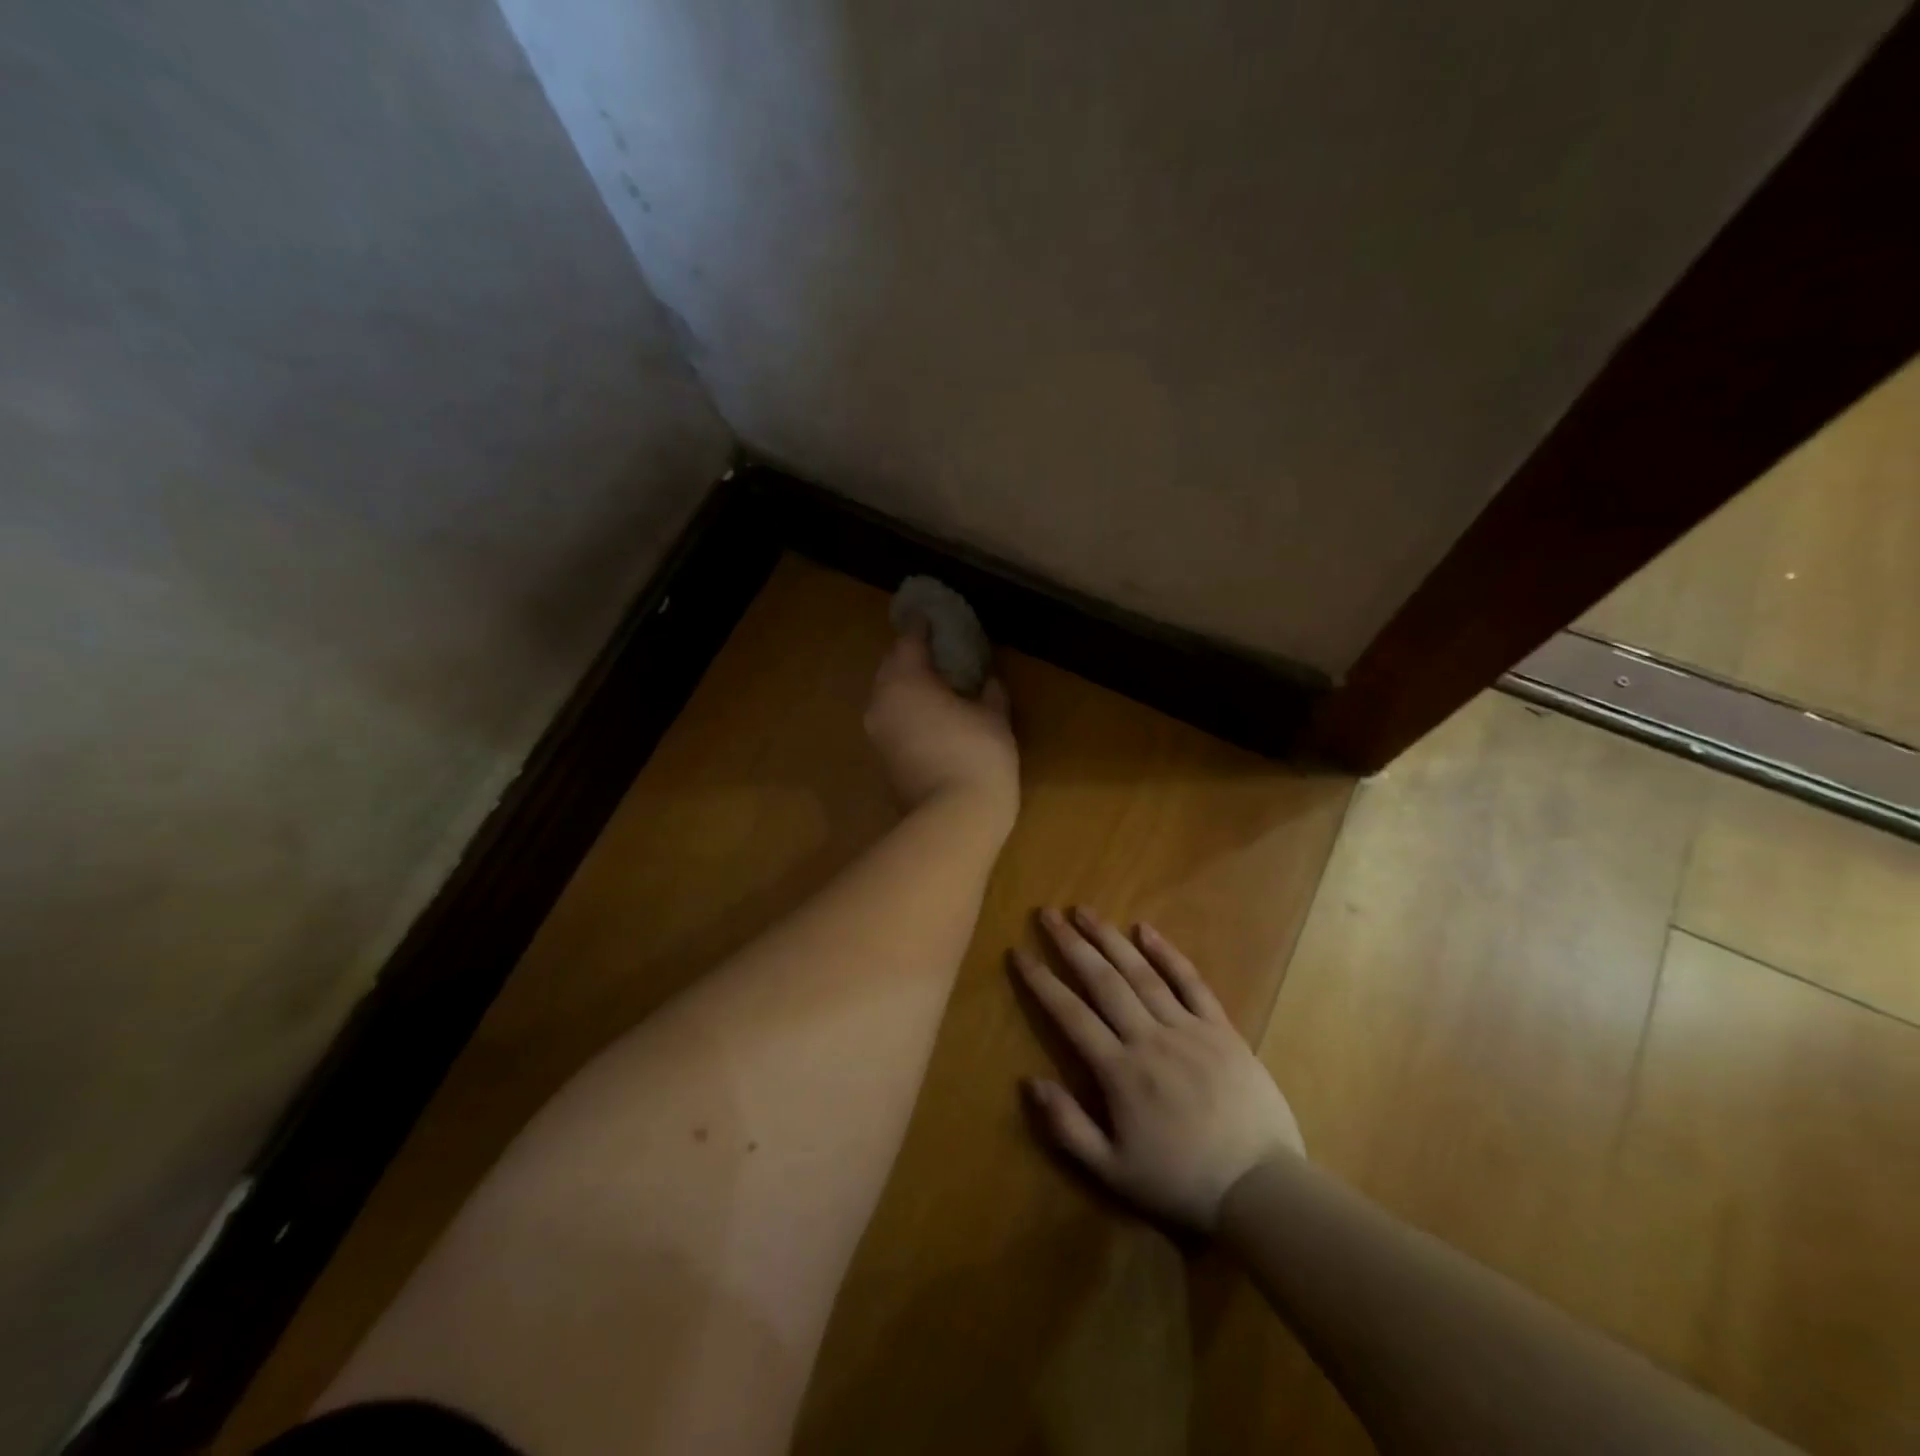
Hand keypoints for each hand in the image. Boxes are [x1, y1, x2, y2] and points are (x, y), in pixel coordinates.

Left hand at [864, 623, 1018, 828]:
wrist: (952, 821)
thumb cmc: (977, 758)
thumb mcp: (995, 719)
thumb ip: (990, 693)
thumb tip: (988, 682)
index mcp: (906, 680)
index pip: (909, 640)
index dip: (922, 626)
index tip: (931, 617)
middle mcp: (881, 701)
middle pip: (891, 667)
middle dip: (910, 656)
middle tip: (936, 652)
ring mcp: (877, 733)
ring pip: (887, 696)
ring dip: (907, 686)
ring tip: (934, 685)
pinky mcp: (880, 759)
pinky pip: (891, 720)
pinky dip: (906, 711)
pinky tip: (929, 717)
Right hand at [1013, 909, 1304, 1231]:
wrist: (1261, 1188)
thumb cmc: (1182, 1182)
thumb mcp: (1114, 1171)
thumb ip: (1068, 1127)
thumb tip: (1030, 1082)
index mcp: (1120, 1072)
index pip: (1071, 1015)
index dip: (1042, 982)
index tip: (1019, 953)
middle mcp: (1149, 1038)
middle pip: (1103, 981)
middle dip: (1071, 945)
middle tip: (1047, 914)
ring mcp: (1188, 1028)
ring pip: (1141, 974)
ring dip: (1110, 939)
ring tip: (1084, 911)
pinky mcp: (1220, 1028)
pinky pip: (1191, 982)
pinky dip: (1167, 953)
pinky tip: (1145, 929)